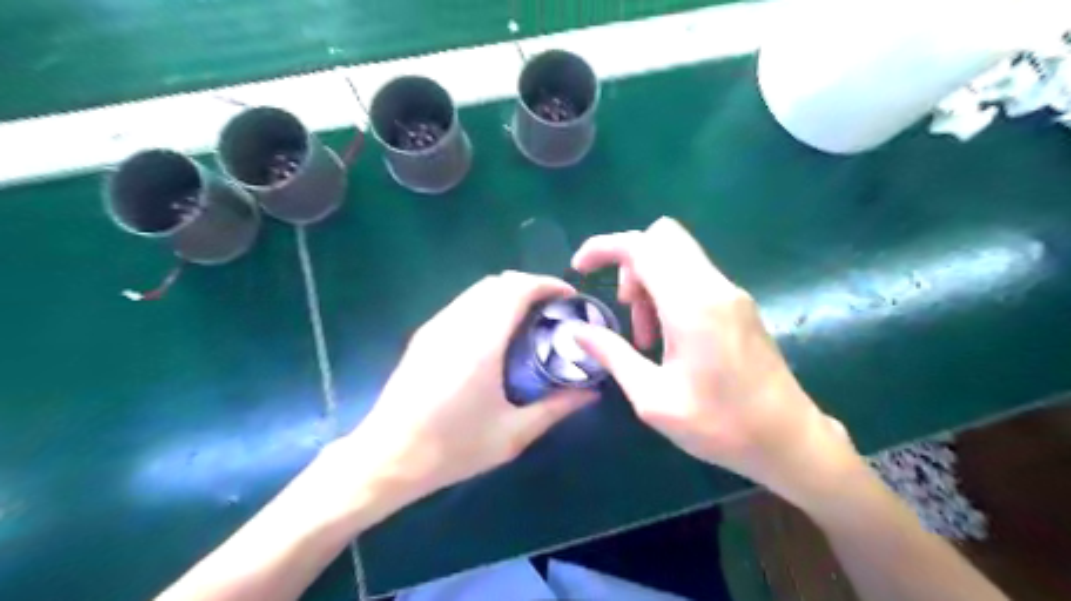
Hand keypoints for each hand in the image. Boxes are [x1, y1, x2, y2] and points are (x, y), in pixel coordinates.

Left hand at [334, 272, 593, 511]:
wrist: (387, 457)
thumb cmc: (453, 448)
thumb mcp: (512, 434)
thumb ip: (556, 408)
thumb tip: (591, 391)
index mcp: (481, 342)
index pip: (517, 289)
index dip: (547, 284)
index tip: (569, 296)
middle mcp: (457, 324)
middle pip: (498, 282)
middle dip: (530, 286)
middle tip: (553, 310)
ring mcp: (437, 326)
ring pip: (478, 290)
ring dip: (508, 294)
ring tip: (529, 319)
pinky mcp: (424, 335)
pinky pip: (463, 304)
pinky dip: (488, 304)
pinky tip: (496, 334)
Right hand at [569, 219, 860, 504]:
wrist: (790, 440)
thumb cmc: (720, 426)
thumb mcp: (653, 399)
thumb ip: (613, 356)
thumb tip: (576, 330)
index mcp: (692, 306)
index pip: (642, 246)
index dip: (604, 246)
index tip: (580, 268)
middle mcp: (714, 287)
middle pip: (662, 238)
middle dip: (629, 262)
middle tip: (623, 307)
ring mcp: (731, 293)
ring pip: (677, 256)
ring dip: (649, 281)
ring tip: (645, 336)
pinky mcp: (738, 304)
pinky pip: (693, 276)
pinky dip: (668, 291)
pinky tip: (667, 337)